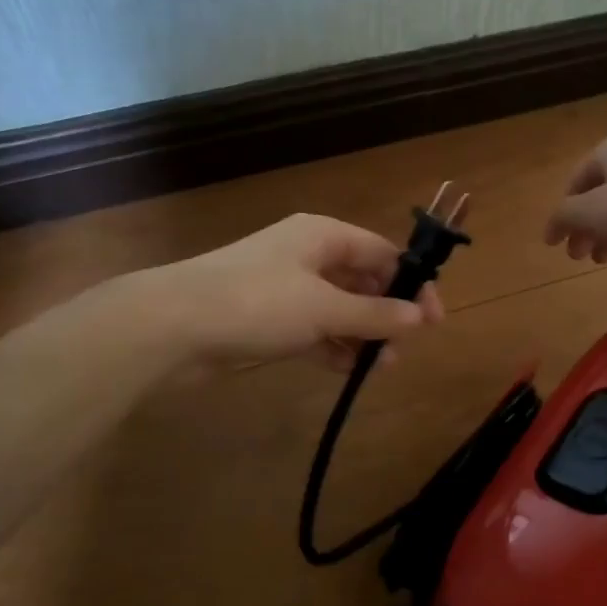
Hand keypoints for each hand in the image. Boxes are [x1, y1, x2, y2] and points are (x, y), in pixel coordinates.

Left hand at [125, 214, 442, 371]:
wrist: (173, 325)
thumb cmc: (257, 303)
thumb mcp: (323, 307)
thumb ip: (374, 314)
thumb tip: (421, 318)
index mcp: (324, 236)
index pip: (383, 253)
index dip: (412, 283)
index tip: (433, 320)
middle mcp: (308, 255)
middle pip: (363, 281)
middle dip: (387, 313)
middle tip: (403, 350)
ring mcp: (287, 288)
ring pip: (339, 308)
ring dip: (363, 334)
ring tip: (381, 367)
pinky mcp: (269, 318)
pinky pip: (315, 329)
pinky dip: (334, 345)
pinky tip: (350, 369)